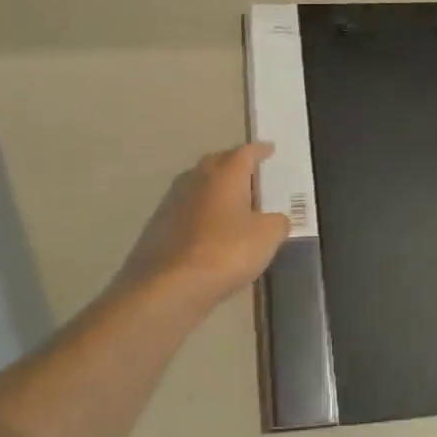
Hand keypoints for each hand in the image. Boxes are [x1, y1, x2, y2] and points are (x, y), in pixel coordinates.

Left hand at [112, 143, 291, 309]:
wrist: (167, 286)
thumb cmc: (225, 252)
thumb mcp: (266, 238)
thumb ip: (278, 222)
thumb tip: (276, 219)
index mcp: (225, 173)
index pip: (246, 152)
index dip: (260, 150)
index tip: (270, 150)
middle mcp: (196, 178)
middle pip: (219, 162)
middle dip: (235, 165)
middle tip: (252, 175)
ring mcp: (173, 200)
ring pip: (200, 185)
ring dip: (216, 189)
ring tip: (234, 204)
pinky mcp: (159, 225)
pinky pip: (188, 209)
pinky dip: (203, 213)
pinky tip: (211, 230)